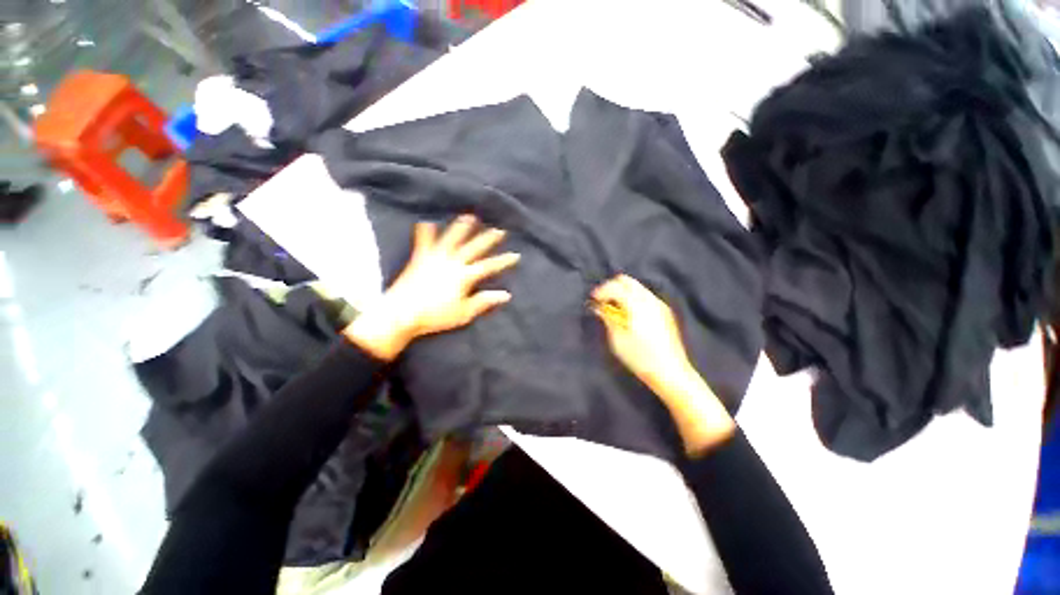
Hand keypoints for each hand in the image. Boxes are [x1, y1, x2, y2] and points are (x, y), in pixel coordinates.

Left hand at [345, 215, 519, 359]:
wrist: (402, 313)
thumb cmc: (436, 316)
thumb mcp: (464, 312)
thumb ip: (484, 301)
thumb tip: (506, 294)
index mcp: (464, 276)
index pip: (489, 266)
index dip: (503, 261)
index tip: (515, 255)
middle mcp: (452, 262)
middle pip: (474, 247)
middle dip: (488, 239)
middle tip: (499, 230)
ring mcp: (435, 258)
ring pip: (451, 238)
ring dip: (462, 227)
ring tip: (470, 217)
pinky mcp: (419, 258)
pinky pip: (423, 241)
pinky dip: (425, 231)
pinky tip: (427, 221)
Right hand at [591, 274, 694, 395]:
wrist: (671, 372)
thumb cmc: (640, 358)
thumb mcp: (618, 340)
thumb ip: (608, 319)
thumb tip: (600, 307)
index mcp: (637, 305)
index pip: (615, 287)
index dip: (601, 291)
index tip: (593, 300)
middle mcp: (649, 300)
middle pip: (627, 281)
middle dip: (612, 287)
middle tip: (602, 301)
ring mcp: (659, 305)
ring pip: (637, 287)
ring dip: (623, 292)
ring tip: (614, 308)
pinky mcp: (665, 312)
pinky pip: (645, 296)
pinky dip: (632, 298)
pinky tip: (628, 314)